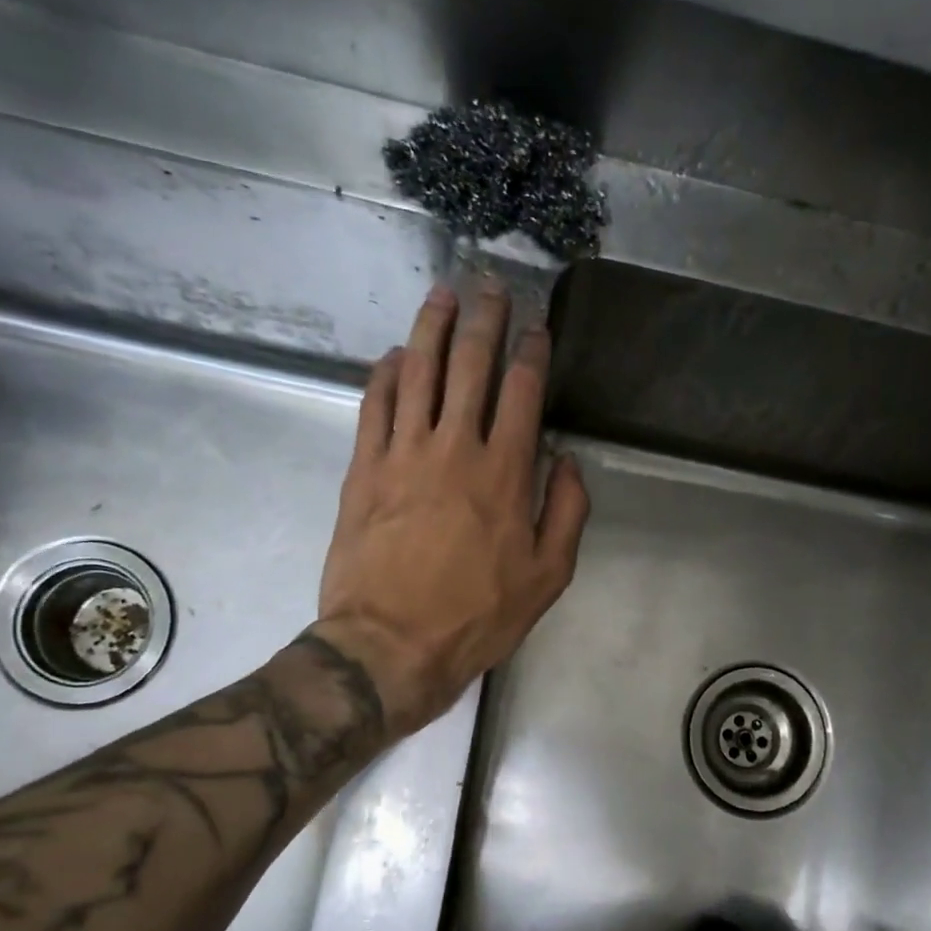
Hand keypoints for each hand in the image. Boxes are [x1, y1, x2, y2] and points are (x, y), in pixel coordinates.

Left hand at [314, 283, 589, 736]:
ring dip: (431, 328)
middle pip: (469, 365)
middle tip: (489, 286)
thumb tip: (567, 462)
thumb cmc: (477, 616)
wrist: (390, 645)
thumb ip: (567, 513)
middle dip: (484, 319)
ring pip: (417, 371)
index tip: (537, 327)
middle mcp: (454, 447)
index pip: (523, 391)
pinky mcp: (364, 469)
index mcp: (505, 473)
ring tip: (441, 294)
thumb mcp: (547, 577)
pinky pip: (373, 405)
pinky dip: (383, 373)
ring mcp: (402, 453)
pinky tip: (391, 355)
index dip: (532, 351)